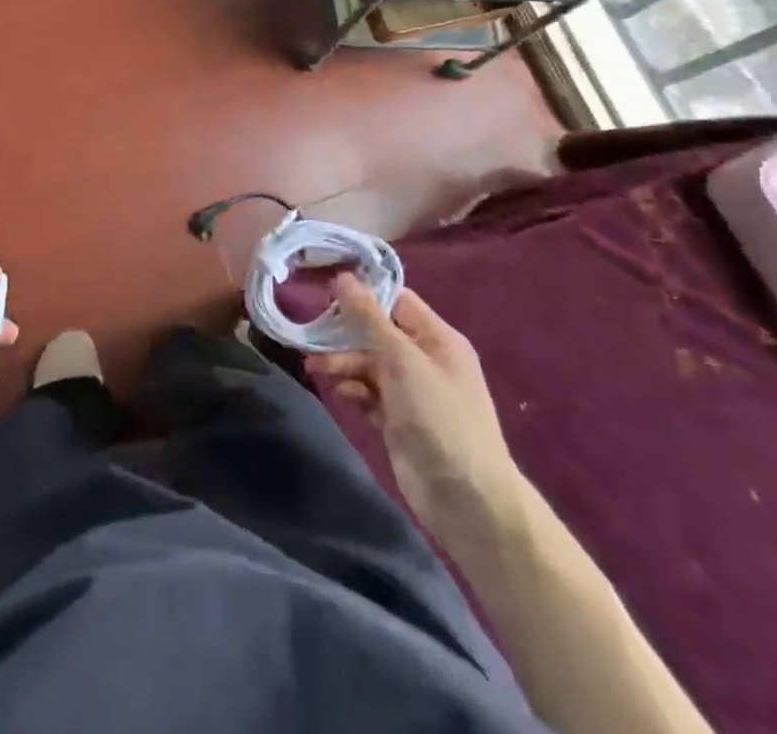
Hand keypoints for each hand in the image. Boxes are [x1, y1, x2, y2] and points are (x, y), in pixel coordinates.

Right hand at [306, 274, 519, 537]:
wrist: (465, 499)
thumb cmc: (438, 417)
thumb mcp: (402, 359)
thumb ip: (369, 318)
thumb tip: (344, 277)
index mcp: (437, 338)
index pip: (395, 300)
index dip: (362, 292)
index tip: (325, 290)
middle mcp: (425, 359)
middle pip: (377, 333)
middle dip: (345, 334)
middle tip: (311, 334)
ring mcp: (412, 392)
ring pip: (369, 364)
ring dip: (343, 363)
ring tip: (315, 368)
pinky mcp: (399, 420)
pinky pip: (370, 394)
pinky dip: (354, 390)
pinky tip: (342, 395)